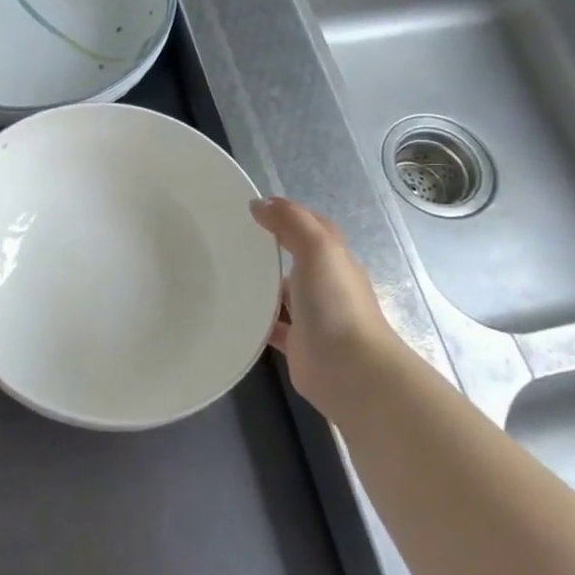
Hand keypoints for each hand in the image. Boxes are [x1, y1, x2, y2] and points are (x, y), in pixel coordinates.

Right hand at [250, 197, 404, 411]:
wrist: (349, 370)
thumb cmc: (336, 303)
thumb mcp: (318, 249)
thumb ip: (292, 222)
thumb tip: (260, 204)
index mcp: (335, 259)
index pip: (313, 226)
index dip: (288, 214)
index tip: (253, 208)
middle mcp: (326, 284)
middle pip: (297, 257)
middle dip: (270, 247)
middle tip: (231, 239)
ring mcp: (313, 315)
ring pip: (283, 292)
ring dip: (262, 284)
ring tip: (225, 273)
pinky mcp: (298, 343)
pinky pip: (273, 325)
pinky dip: (257, 319)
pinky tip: (233, 313)